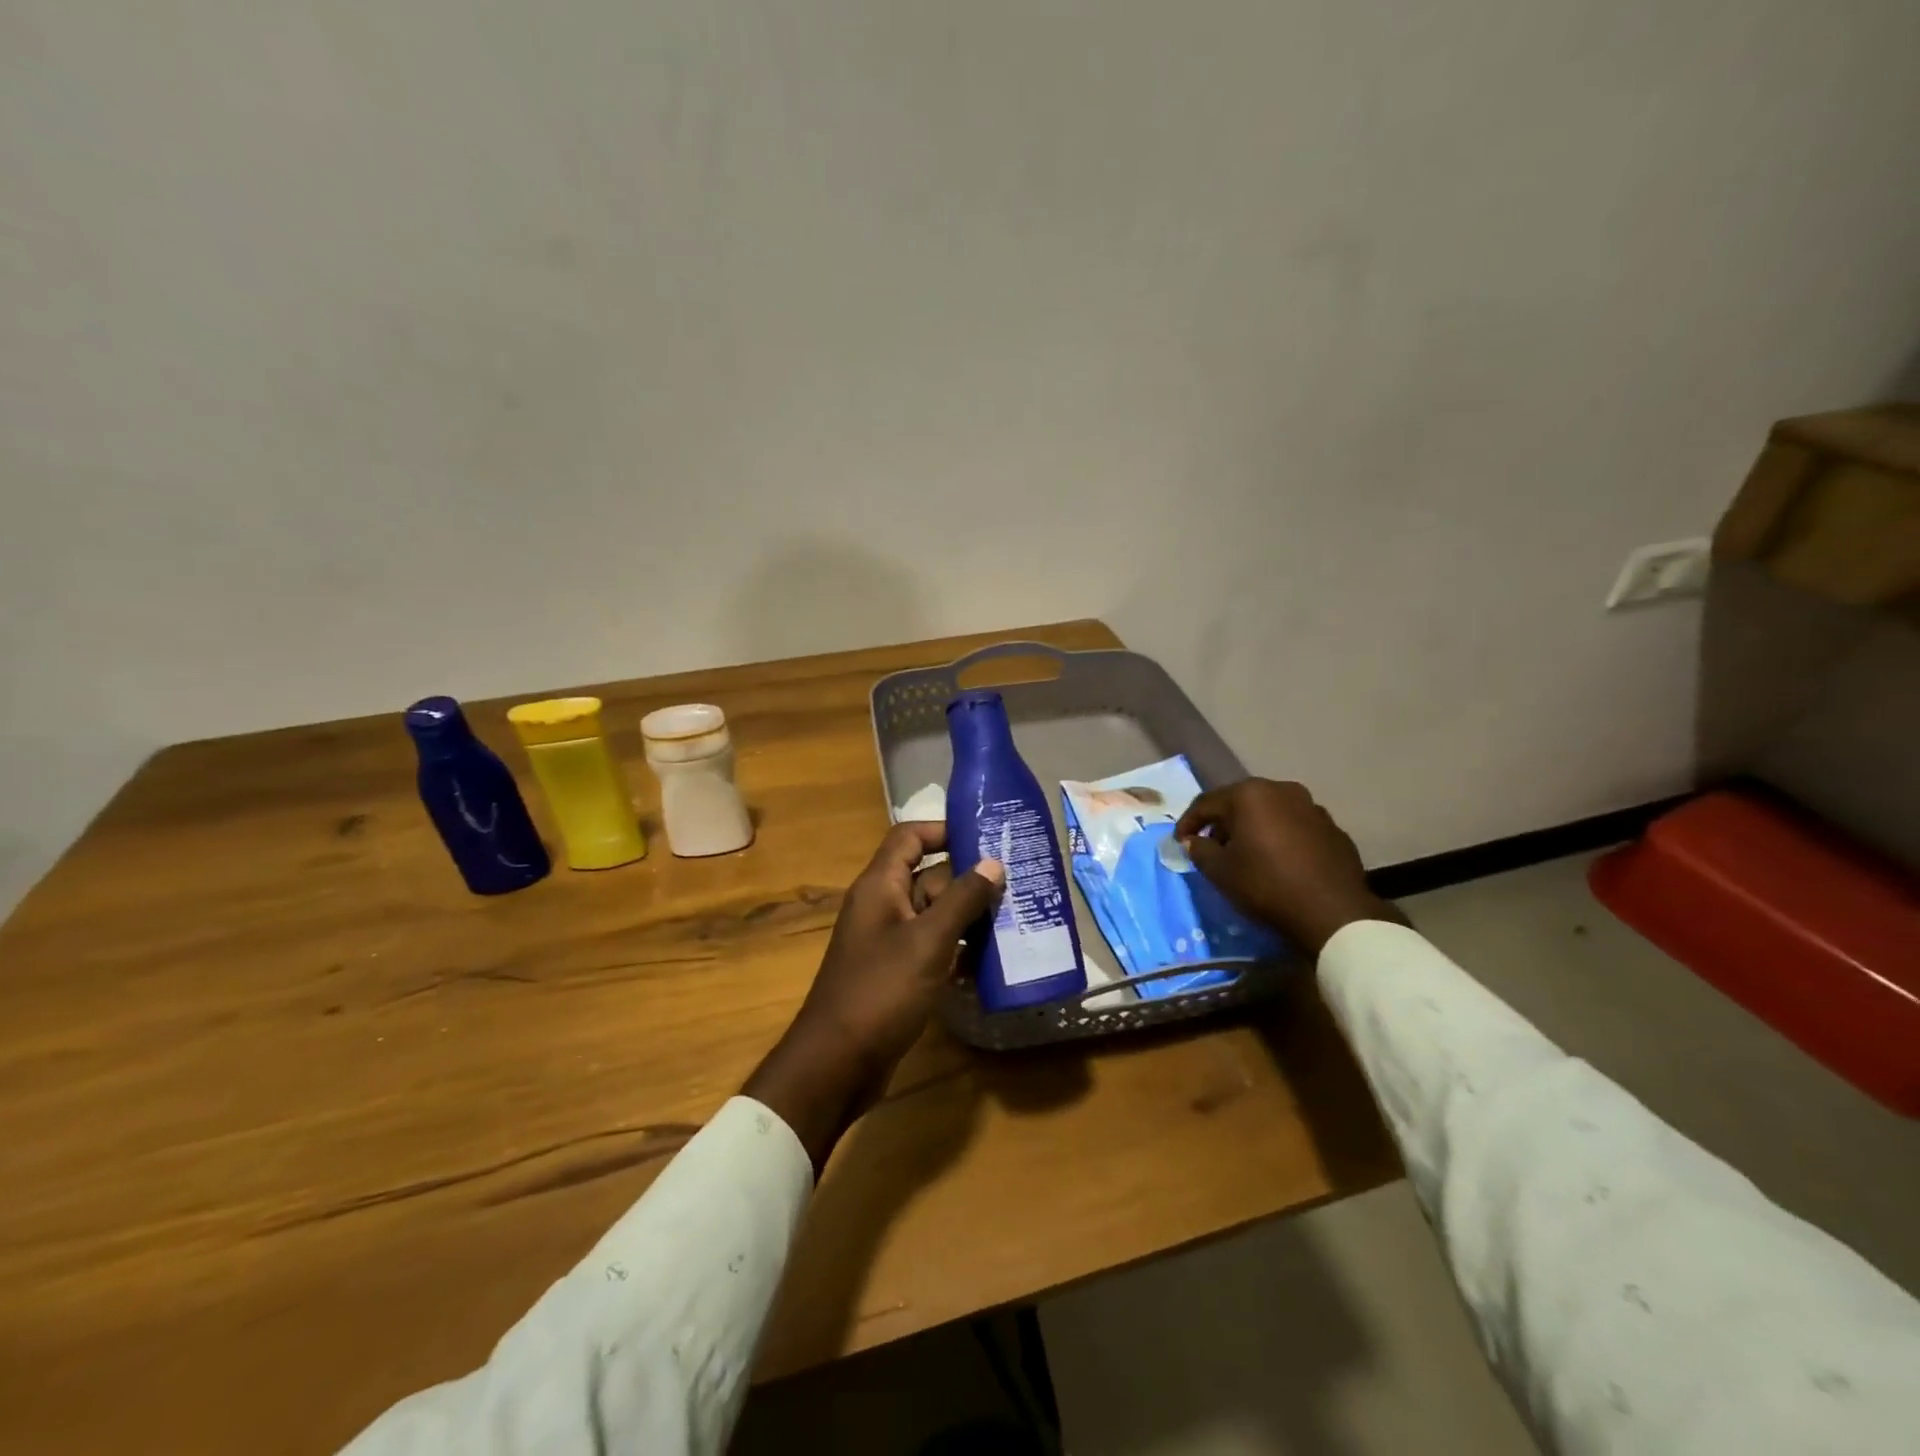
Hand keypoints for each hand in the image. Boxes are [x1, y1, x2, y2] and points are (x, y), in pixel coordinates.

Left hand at [743, 822, 1002, 1172]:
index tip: (985, 837)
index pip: (909, 838)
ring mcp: (889, 942)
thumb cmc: (881, 991)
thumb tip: (993, 862)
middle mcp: (883, 906)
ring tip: (1016, 921)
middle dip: (970, 882)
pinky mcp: (897, 973)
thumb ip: (962, 899)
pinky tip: (991, 963)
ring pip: (935, 916)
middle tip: (1018, 886)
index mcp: (880, 886)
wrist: (838, 1062)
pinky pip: (932, 948)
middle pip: (929, 878)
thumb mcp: (928, 941)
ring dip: (969, 919)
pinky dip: (958, 951)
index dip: (943, 830)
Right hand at [1175, 779, 1403, 955]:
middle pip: (1240, 803)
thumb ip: (1201, 850)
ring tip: (1247, 854)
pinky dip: (1281, 838)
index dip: (1188, 822)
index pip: (1207, 803)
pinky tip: (1279, 861)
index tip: (1180, 842)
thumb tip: (1194, 841)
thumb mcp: (1221, 872)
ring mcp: (1312, 807)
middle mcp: (1282, 790)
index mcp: (1250, 795)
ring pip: (1270, 812)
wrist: (1333, 913)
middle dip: (1223, 823)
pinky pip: (1295, 827)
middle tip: (1212, 847)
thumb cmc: (1266, 885)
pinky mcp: (1333, 828)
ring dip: (1254, 828)